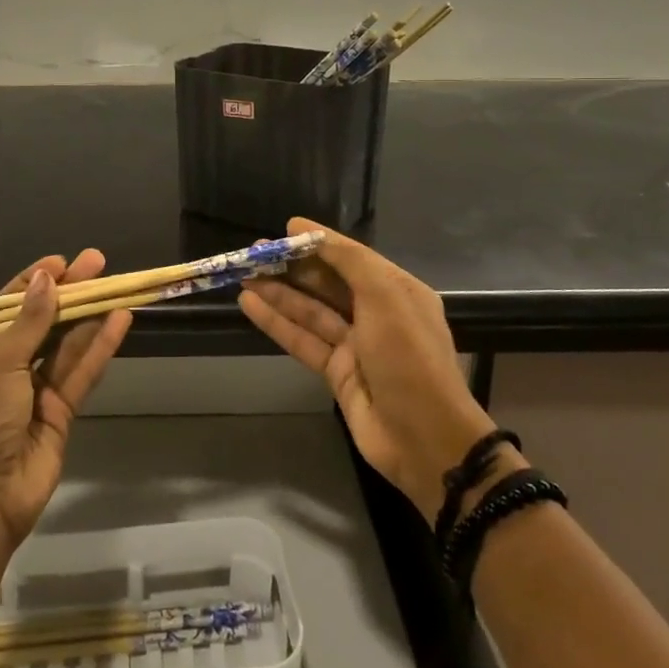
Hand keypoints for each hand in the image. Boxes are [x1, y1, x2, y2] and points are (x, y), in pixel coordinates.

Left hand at [0, 250, 131, 549]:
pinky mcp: (61, 412)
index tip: (61, 262)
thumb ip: (29, 323)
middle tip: (98, 262)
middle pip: (44, 321)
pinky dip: (101, 346)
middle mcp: (8, 366)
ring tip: (116, 284)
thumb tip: (46, 279)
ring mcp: (36, 390)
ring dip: (90, 315)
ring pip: (67, 344)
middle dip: (69, 292)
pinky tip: (119, 320)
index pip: (9, 307)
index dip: (35, 282)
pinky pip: (82, 372)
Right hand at [240, 219, 499, 522]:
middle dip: (292, 267)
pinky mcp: (337, 373)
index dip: (319, 241)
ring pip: (310, 311)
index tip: (286, 228)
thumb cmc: (408, 358)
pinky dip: (277, 322)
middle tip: (253, 253)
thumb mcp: (385, 297)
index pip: (351, 257)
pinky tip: (250, 304)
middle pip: (327, 283)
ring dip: (278, 292)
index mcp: (396, 290)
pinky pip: (302, 339)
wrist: (425, 439)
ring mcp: (355, 345)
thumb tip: (312, 234)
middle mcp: (376, 313)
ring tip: (244, 274)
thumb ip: (349, 262)